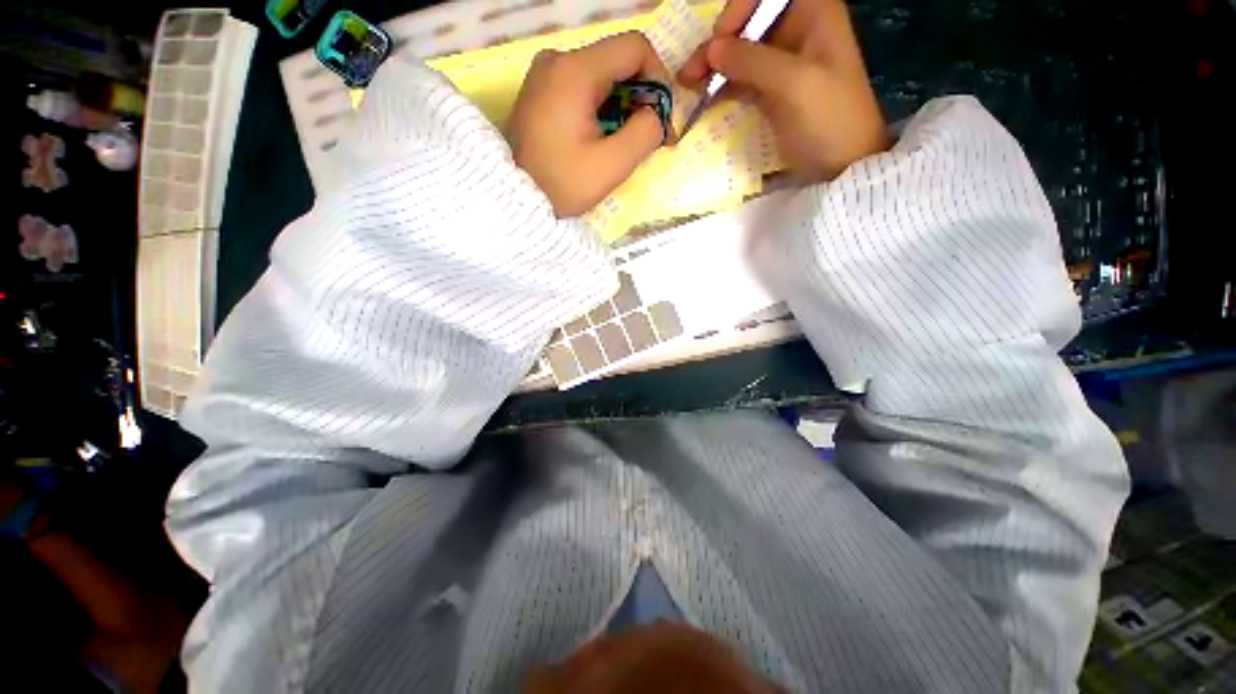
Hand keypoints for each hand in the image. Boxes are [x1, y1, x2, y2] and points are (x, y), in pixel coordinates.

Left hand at [510, 32, 670, 217]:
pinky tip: (598, 136)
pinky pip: (581, 86)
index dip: (658, 78)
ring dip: (620, 104)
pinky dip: (599, 107)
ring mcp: (545, 73)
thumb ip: (645, 133)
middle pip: (616, 61)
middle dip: (639, 96)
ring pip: (600, 74)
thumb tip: (656, 114)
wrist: (514, 198)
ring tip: (621, 142)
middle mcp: (557, 59)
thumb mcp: (611, 166)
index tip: (659, 117)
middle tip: (645, 137)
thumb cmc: (562, 185)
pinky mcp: (540, 89)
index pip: (634, 47)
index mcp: (575, 71)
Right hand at [680, 0, 889, 181]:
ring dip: (714, 66)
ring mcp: (783, 62)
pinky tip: (704, 96)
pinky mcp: (772, 90)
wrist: (842, 165)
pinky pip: (741, 78)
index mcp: (813, 12)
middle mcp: (797, 29)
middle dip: (718, 42)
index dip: (738, 10)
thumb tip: (712, 48)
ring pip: (740, 52)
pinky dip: (722, 85)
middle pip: (748, 22)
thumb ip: (752, 61)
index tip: (718, 41)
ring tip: (688, 84)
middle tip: (689, 72)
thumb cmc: (828, 119)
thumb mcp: (793, 84)